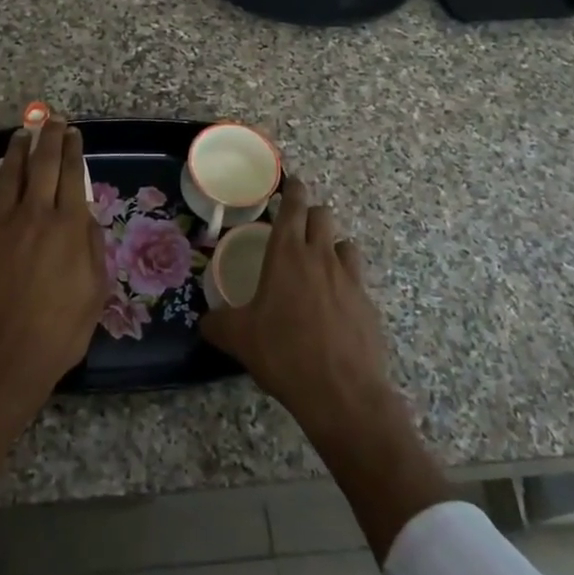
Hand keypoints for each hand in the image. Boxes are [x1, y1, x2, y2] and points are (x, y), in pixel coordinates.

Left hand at [0, 119, 106, 392]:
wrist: (3, 355)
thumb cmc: (58, 330)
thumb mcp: (95, 291)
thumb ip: (91, 246)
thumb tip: (83, 213)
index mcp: (68, 226)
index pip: (72, 174)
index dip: (73, 149)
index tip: (74, 133)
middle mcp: (36, 214)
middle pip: (43, 163)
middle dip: (49, 137)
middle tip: (51, 121)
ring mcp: (0, 222)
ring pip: (9, 173)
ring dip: (17, 150)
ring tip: (22, 134)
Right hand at [201, 177, 454, 561]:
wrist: (342, 393)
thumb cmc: (283, 353)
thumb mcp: (238, 338)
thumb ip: (217, 323)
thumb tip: (205, 322)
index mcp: (287, 254)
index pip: (294, 206)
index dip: (293, 189)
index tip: (291, 182)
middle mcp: (321, 256)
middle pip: (323, 216)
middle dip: (311, 214)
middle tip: (296, 227)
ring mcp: (350, 279)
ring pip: (344, 243)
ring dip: (331, 245)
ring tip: (318, 264)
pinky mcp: (368, 304)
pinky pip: (357, 278)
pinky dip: (345, 280)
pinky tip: (334, 304)